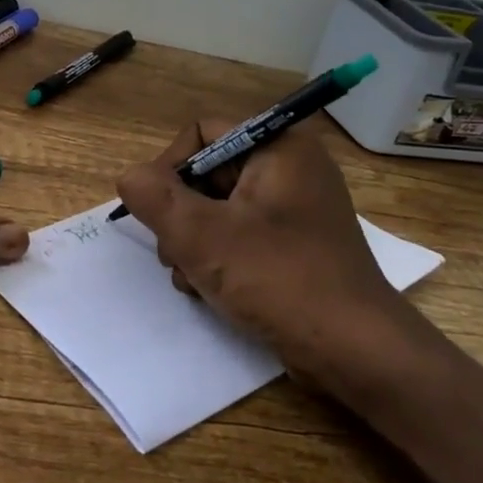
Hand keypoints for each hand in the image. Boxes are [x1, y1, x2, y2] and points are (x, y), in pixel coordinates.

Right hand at [115, 121, 428, 398]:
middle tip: (175, 255)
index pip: (202, 133)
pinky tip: (209, 290)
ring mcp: (295, 208)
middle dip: (180, 216)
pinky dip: (217, 257)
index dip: (170, 167)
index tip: (158, 211)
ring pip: (217, 209)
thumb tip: (130, 176)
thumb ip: (154, 197)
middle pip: (207, 174)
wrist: (352, 349)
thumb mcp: (202, 235)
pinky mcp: (295, 244)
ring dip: (192, 242)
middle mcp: (290, 168)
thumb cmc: (278, 279)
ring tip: (192, 279)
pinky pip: (240, 234)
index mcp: (278, 148)